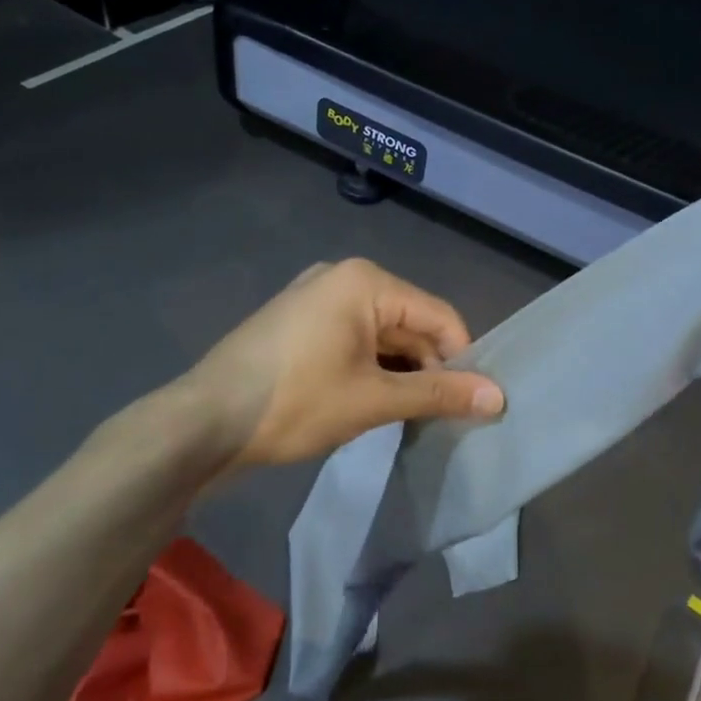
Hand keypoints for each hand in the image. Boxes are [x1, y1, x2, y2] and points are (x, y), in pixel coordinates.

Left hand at [177, 258, 505, 469]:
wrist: (202, 423)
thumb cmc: (295, 402)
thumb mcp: (373, 400)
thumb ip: (438, 394)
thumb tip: (498, 398)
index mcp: (366, 281)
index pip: (438, 316)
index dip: (461, 359)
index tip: (472, 404)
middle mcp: (343, 277)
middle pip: (408, 323)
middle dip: (427, 368)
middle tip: (441, 417)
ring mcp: (315, 297)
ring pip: (380, 334)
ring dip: (399, 372)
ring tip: (409, 417)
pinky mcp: (298, 322)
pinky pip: (352, 339)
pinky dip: (370, 368)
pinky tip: (373, 404)